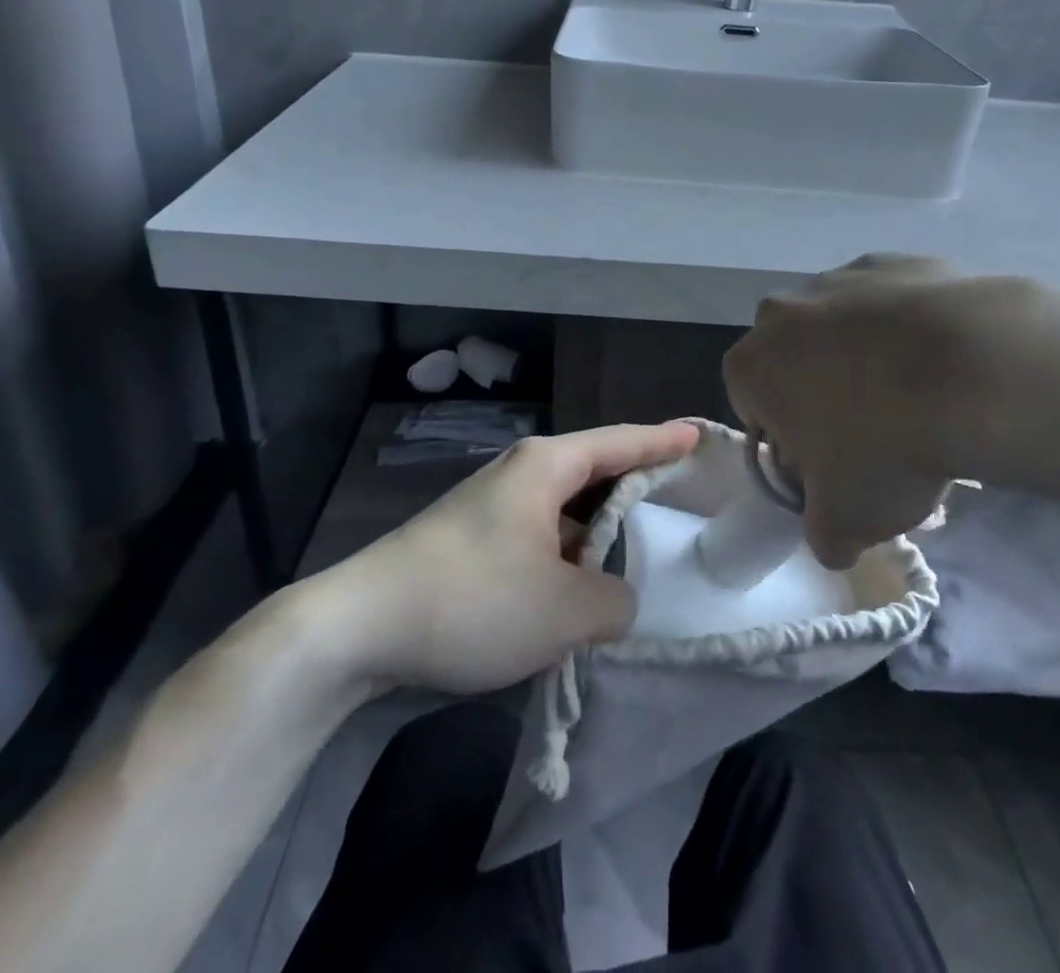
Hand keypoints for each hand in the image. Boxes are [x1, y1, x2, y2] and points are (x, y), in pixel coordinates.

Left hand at [340, 421, 699, 694]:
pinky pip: (541, 533)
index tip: (699, 434)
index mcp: (546, 466)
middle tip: (682, 494)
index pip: (621, 442)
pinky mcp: (474, 538)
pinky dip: (569, 552)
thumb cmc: (473, 600)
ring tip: (639, 550)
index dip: (664, 440)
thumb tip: (615, 598)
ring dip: (600, 529)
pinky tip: (579, 585)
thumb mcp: (564, 612)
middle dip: (638, 483)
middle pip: (595, 469)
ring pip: (566, 507)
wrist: (360, 625)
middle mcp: (521, 472)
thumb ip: (614, 602)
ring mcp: (493, 504)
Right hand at [723, 254, 1017, 568]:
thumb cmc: (886, 447)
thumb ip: (822, 535)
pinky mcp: (897, 261)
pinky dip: (908, 327)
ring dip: (865, 357)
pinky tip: (947, 359)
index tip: (828, 463)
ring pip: (842, 326)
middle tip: (875, 433)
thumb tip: (832, 539)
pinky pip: (891, 302)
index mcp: (753, 364)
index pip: (753, 406)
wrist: (976, 372)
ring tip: (921, 396)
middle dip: (822, 393)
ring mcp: (841, 278)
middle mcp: (782, 311)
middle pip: (795, 360)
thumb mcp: (844, 522)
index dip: (788, 440)